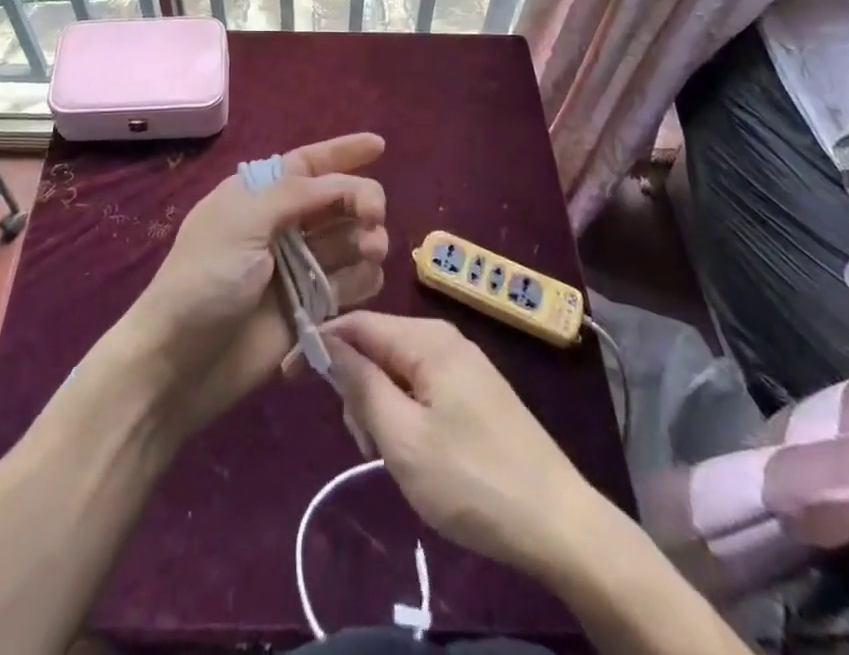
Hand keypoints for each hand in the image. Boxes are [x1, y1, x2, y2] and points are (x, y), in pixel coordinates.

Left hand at [120, 133, 387, 435]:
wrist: (179, 363)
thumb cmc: (206, 279)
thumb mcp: (243, 221)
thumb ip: (295, 194)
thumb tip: (340, 180)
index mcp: (259, 196)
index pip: (308, 164)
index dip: (343, 153)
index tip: (379, 145)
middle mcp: (282, 226)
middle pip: (338, 200)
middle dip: (361, 200)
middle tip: (372, 217)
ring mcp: (298, 268)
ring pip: (350, 241)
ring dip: (367, 239)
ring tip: (370, 250)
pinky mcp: (310, 309)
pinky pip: (350, 284)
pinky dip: (364, 278)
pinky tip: (363, 281)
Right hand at [325, 311, 593, 579]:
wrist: (560, 524)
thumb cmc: (472, 480)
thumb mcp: (403, 438)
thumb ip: (361, 384)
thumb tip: (326, 342)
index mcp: (427, 339)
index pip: (357, 324)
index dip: (319, 344)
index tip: (288, 375)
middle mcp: (444, 339)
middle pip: (377, 347)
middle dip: (357, 389)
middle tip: (365, 444)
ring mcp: (463, 365)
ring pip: (398, 372)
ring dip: (380, 408)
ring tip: (390, 457)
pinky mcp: (475, 392)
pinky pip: (421, 388)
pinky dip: (404, 415)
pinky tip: (413, 454)